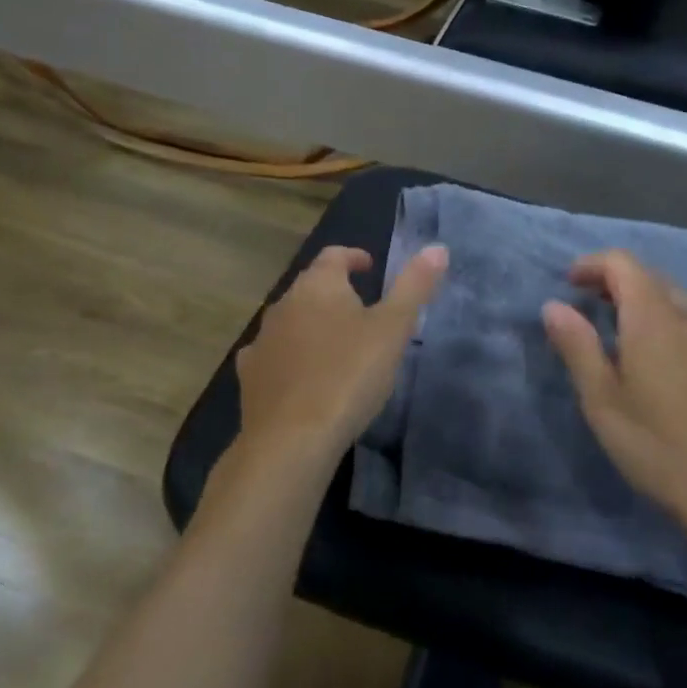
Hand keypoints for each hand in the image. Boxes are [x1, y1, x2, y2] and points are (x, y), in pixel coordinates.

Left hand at [233, 244, 447, 468]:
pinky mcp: (250, 377)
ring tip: (338, 345)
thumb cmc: (349, 375)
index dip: (353, 257)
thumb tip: (436, 247)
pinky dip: (290, 356)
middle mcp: (283, 304)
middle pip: (310, 287)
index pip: (334, 256)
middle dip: (335, 293)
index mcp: (318, 286)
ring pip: (290, 321)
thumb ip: (414, 286)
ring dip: (312, 325)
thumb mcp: (393, 329)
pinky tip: (302, 376)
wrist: (291, 439)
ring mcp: (262, 341)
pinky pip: (273, 355)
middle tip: (363, 310)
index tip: (370, 267)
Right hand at [542, 250, 686, 547]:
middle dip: (616, 282)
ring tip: (623, 334)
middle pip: (652, 277)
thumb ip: (577, 347)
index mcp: (655, 318)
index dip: (592, 264)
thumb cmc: (660, 448)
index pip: (623, 263)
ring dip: (646, 303)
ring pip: (678, 301)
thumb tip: (553, 306)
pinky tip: (665, 363)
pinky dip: (672, 324)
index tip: (569, 283)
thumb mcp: (602, 402)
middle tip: (588, 307)